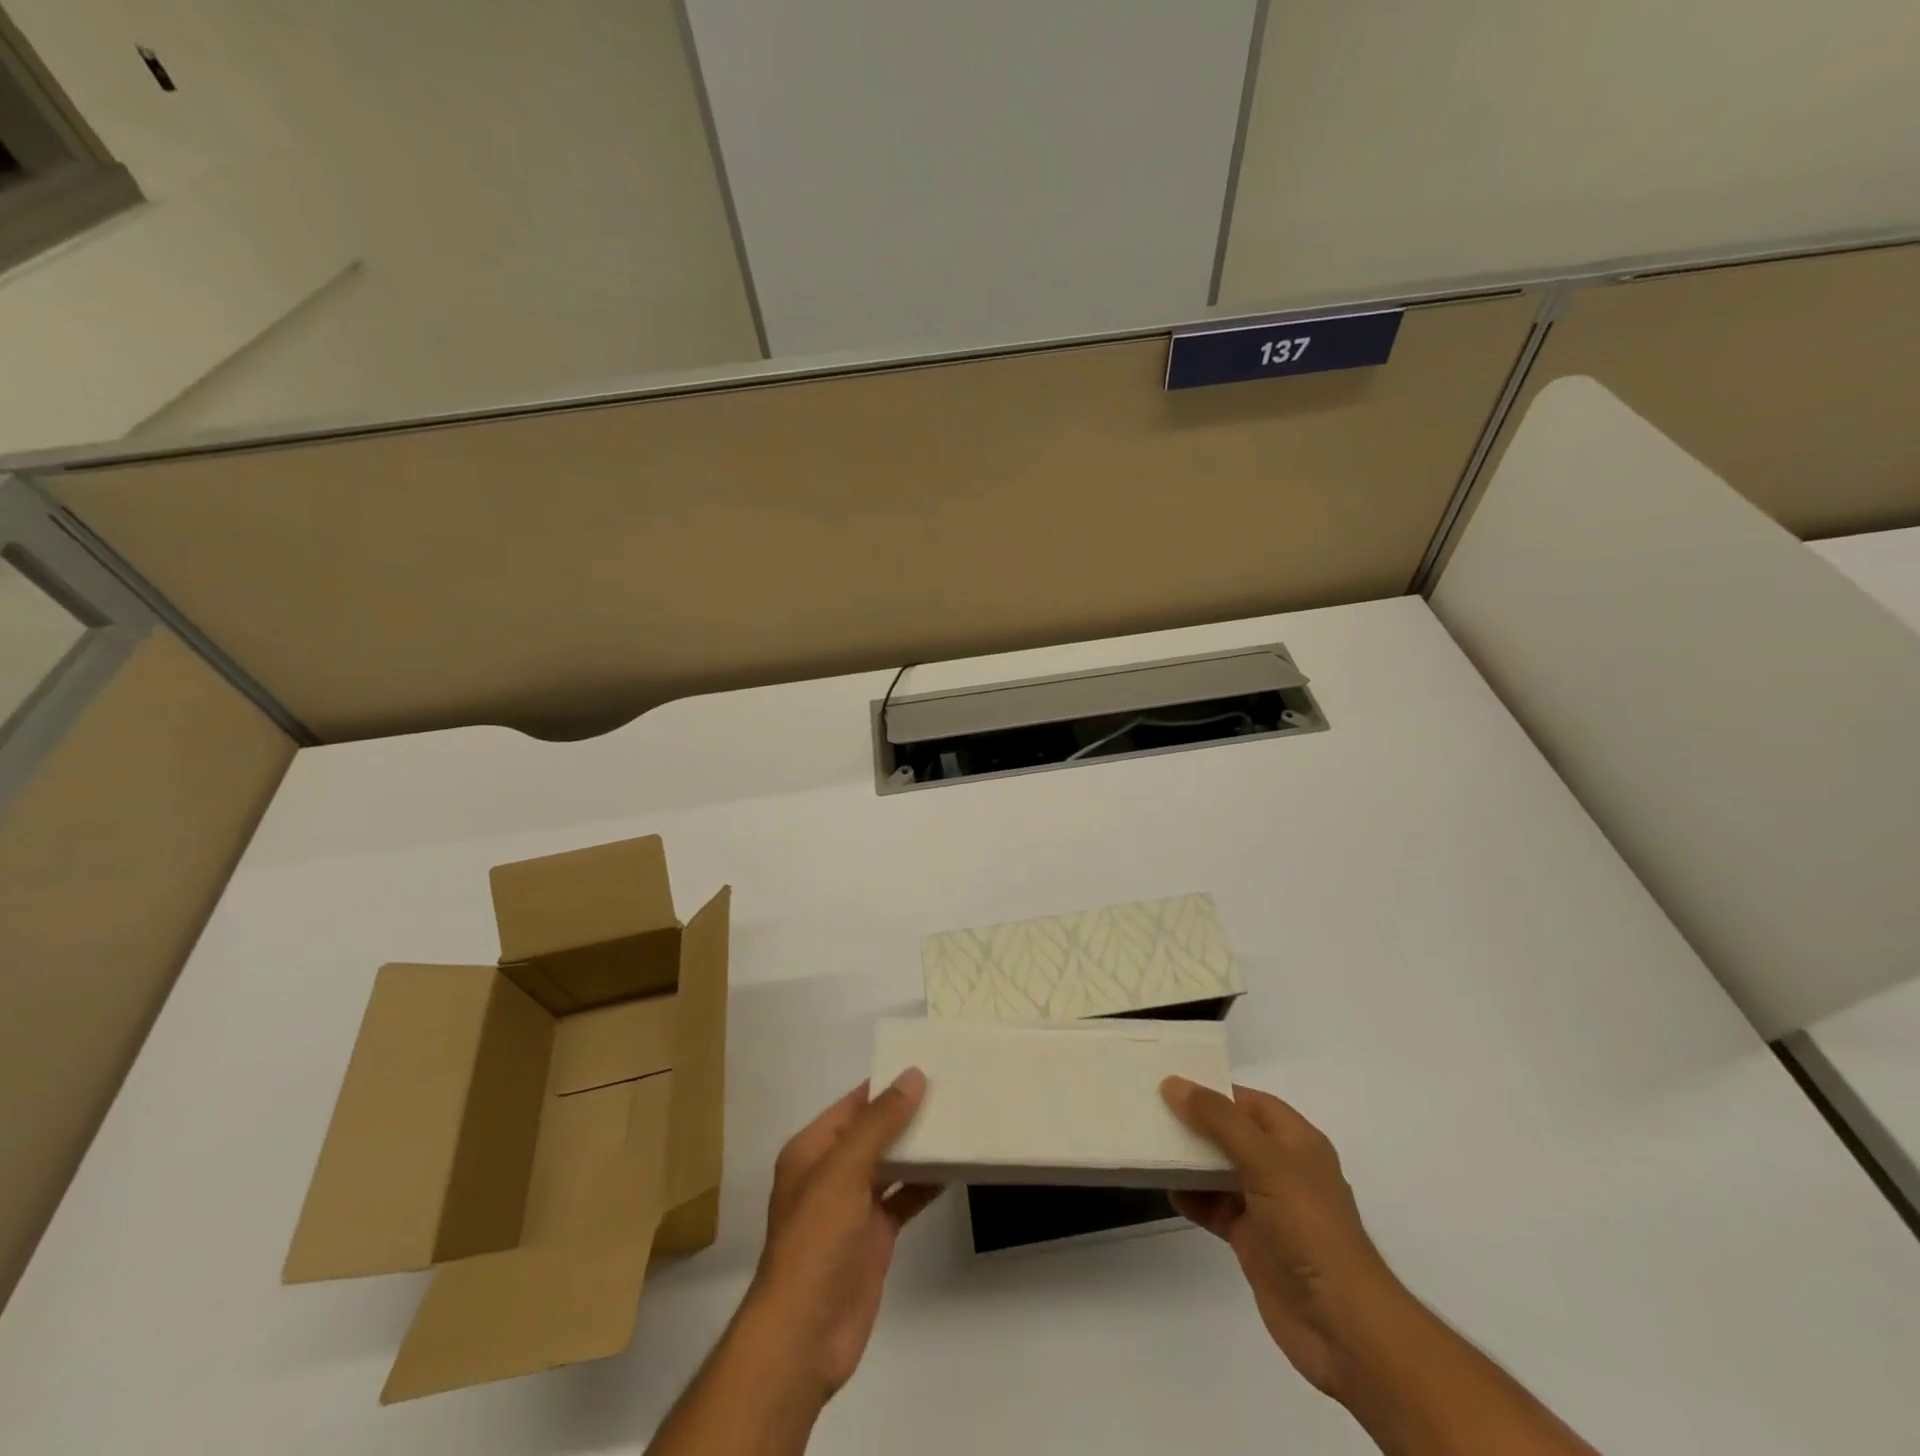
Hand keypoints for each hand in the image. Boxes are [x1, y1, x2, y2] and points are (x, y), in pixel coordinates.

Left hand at [741, 1070, 942, 1399]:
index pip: (854, 1104)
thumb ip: (880, 1123)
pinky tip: (954, 1170)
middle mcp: (831, 1172)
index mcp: (813, 1149)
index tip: (929, 1065)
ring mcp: (853, 1206)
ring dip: (919, 1147)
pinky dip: (925, 1185)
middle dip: (908, 1114)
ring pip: (891, 1164)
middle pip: (874, 1132)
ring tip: (959, 1121)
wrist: (805, 1335)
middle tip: (953, 1090)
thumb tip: (913, 1076)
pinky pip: (903, 1198)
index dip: (888, 1085)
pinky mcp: (874, 1236)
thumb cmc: (816, 1241)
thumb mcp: (844, 1171)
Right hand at [1161, 1077, 1407, 1401]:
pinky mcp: (1254, 1241)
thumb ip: (1219, 1121)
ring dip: (1190, 1161)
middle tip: (1150, 1108)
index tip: (1171, 1081)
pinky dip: (1193, 1198)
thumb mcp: (1265, 1162)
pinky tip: (1167, 1190)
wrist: (1342, 1326)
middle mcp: (1283, 1169)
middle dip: (1196, 1123)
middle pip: (1232, 1134)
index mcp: (1297, 1142)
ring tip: (1150, 1145)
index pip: (1250, 1102)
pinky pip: (1216, 1208)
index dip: (1214, 1089)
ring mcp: (1268, 1207)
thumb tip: (1174, 1084)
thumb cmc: (1309, 1228)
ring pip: (1221, 1171)